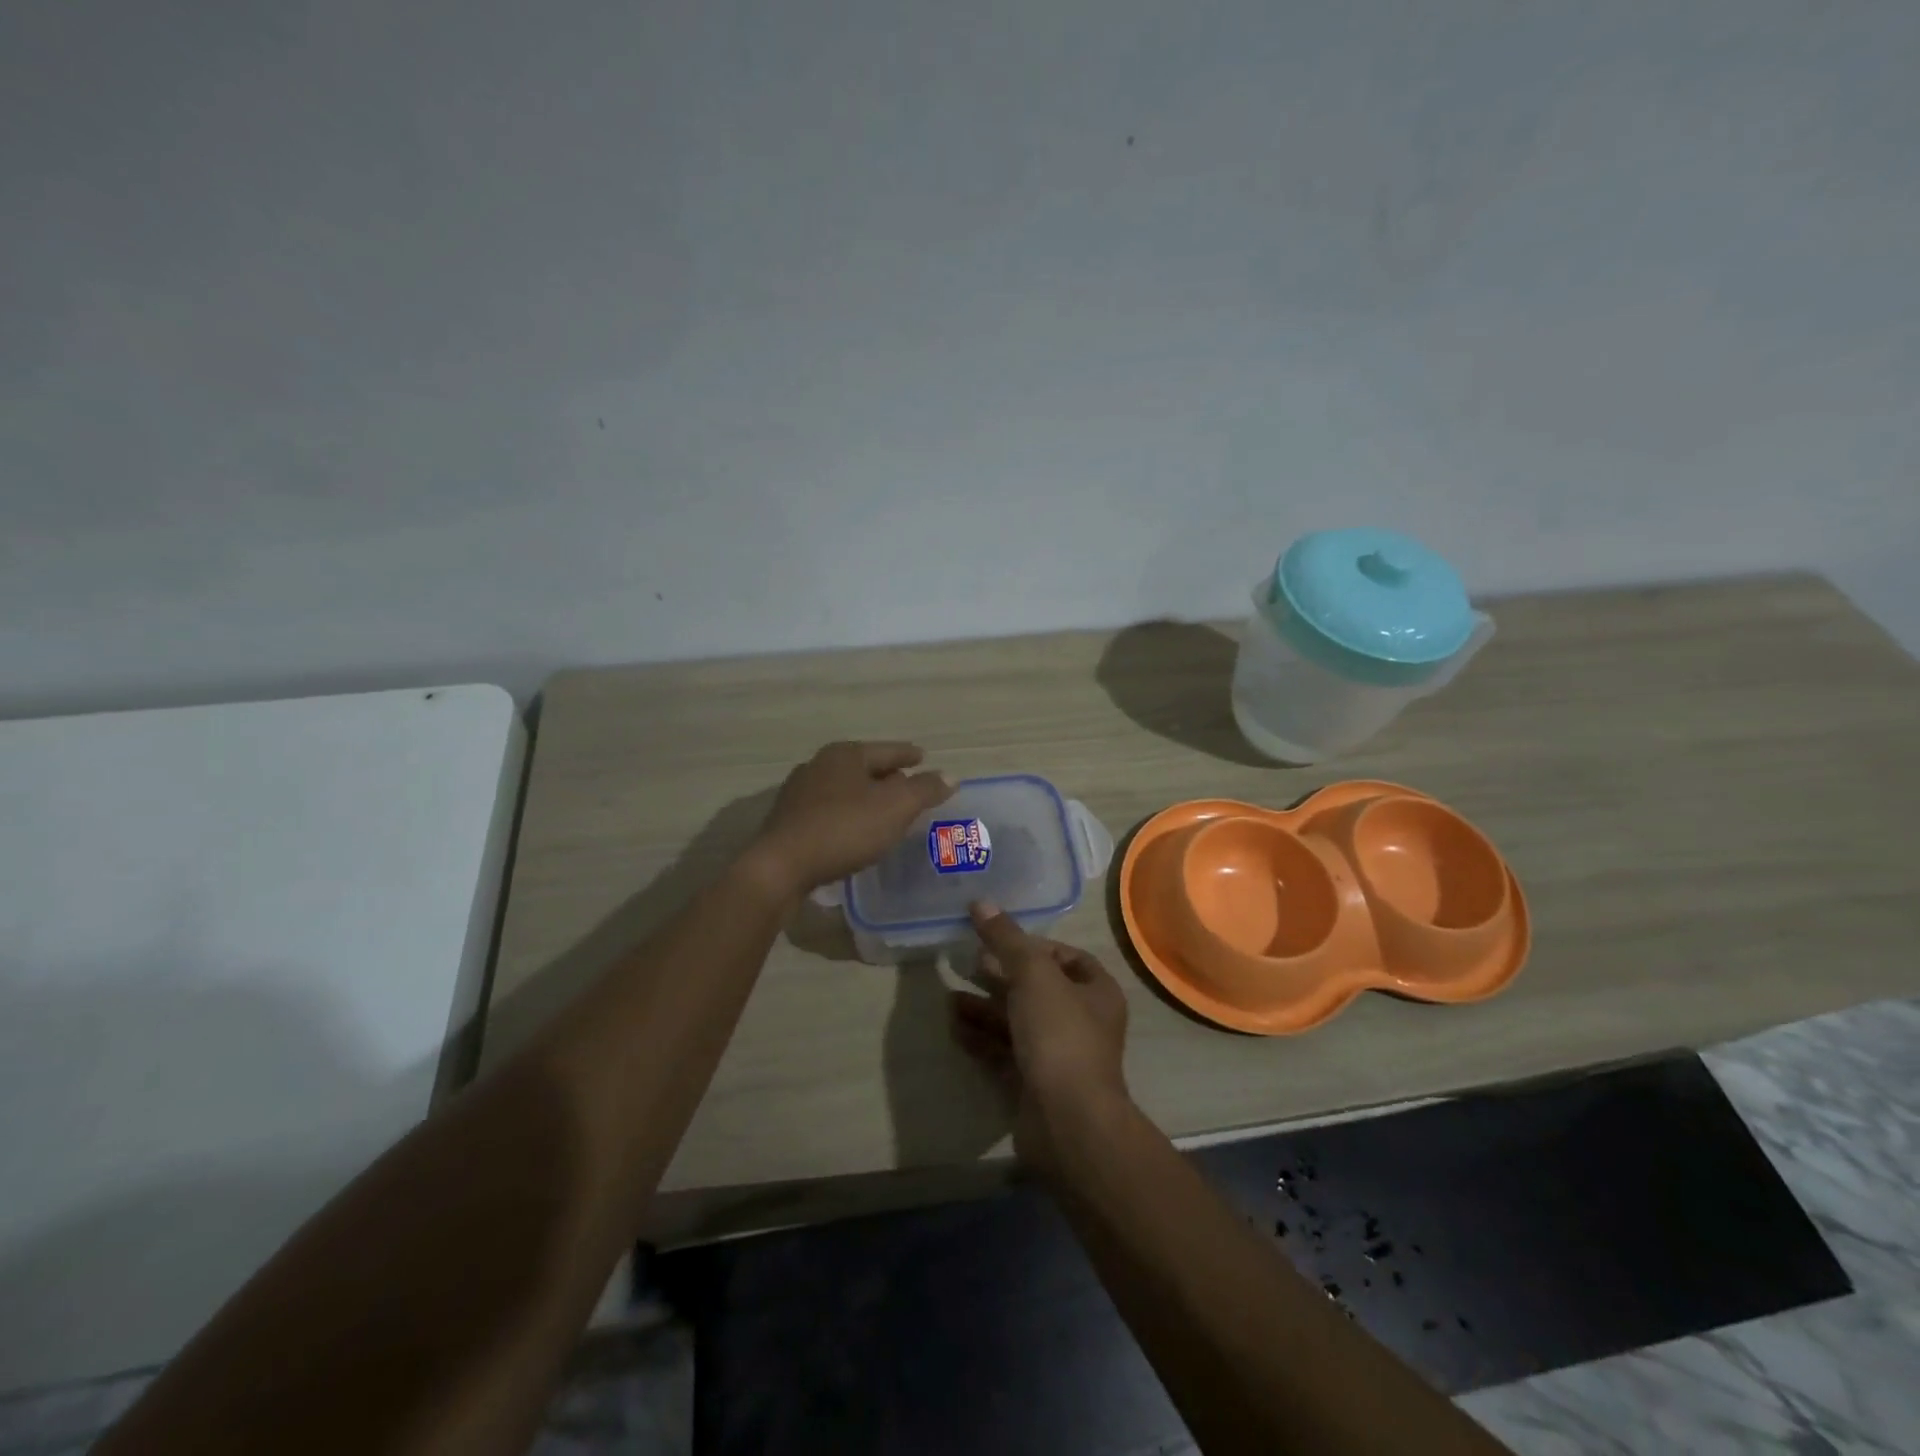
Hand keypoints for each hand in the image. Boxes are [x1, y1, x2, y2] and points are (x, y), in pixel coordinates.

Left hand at [749, 740, 953, 893]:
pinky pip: (828, 811)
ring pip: (844, 789)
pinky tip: (854, 832)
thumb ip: (925, 790)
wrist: (781, 866)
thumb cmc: (844, 829)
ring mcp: (799, 792)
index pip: (887, 750)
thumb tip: (949, 776)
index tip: (923, 757)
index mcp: (846, 754)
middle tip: (908, 787)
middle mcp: (819, 765)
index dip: (908, 755)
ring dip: (865, 797)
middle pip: (863, 767)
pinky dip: (847, 815)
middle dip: (886, 776)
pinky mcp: (788, 820)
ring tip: (884, 811)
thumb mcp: (895, 808)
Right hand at [950, 902, 1131, 1173]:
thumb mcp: (1032, 975)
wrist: (1067, 1122)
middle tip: (966, 962)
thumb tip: (981, 903)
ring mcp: (1058, 1056)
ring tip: (949, 997)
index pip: (1067, 958)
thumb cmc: (1059, 1035)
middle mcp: (1082, 1022)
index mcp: (1096, 992)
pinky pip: (1004, 1053)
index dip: (1034, 946)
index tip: (999, 940)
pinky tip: (954, 1028)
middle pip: (1037, 989)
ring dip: (984, 1008)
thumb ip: (1006, 939)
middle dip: (1000, 976)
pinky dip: (981, 1038)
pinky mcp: (1034, 1084)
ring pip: (1016, 1022)